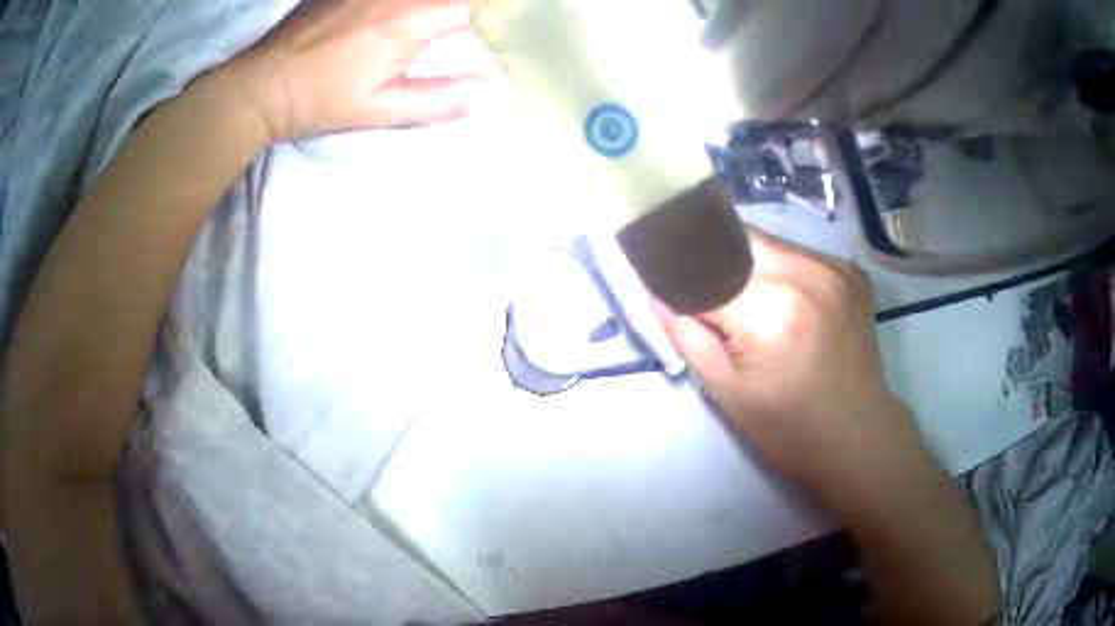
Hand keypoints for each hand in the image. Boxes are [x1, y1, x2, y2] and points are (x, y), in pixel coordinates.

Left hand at [220, 0, 491, 142]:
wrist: (262, 84)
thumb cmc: (321, 100)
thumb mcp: (381, 110)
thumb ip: (440, 100)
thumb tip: (491, 93)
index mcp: (412, 19)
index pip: (480, 4)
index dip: (507, 11)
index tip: (520, 24)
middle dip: (480, 7)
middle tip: (493, 18)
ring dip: (446, 3)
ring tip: (454, 18)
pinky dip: (414, 0)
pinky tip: (414, 11)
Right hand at [655, 230, 930, 502]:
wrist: (856, 435)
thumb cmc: (786, 426)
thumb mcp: (724, 389)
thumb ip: (684, 331)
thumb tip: (655, 287)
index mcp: (767, 310)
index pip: (701, 266)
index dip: (675, 268)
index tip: (659, 271)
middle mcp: (802, 273)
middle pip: (735, 238)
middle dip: (712, 259)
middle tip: (705, 290)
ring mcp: (832, 267)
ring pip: (767, 241)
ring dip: (746, 261)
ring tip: (749, 300)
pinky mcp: (850, 271)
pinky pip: (797, 253)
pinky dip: (779, 269)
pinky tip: (785, 301)